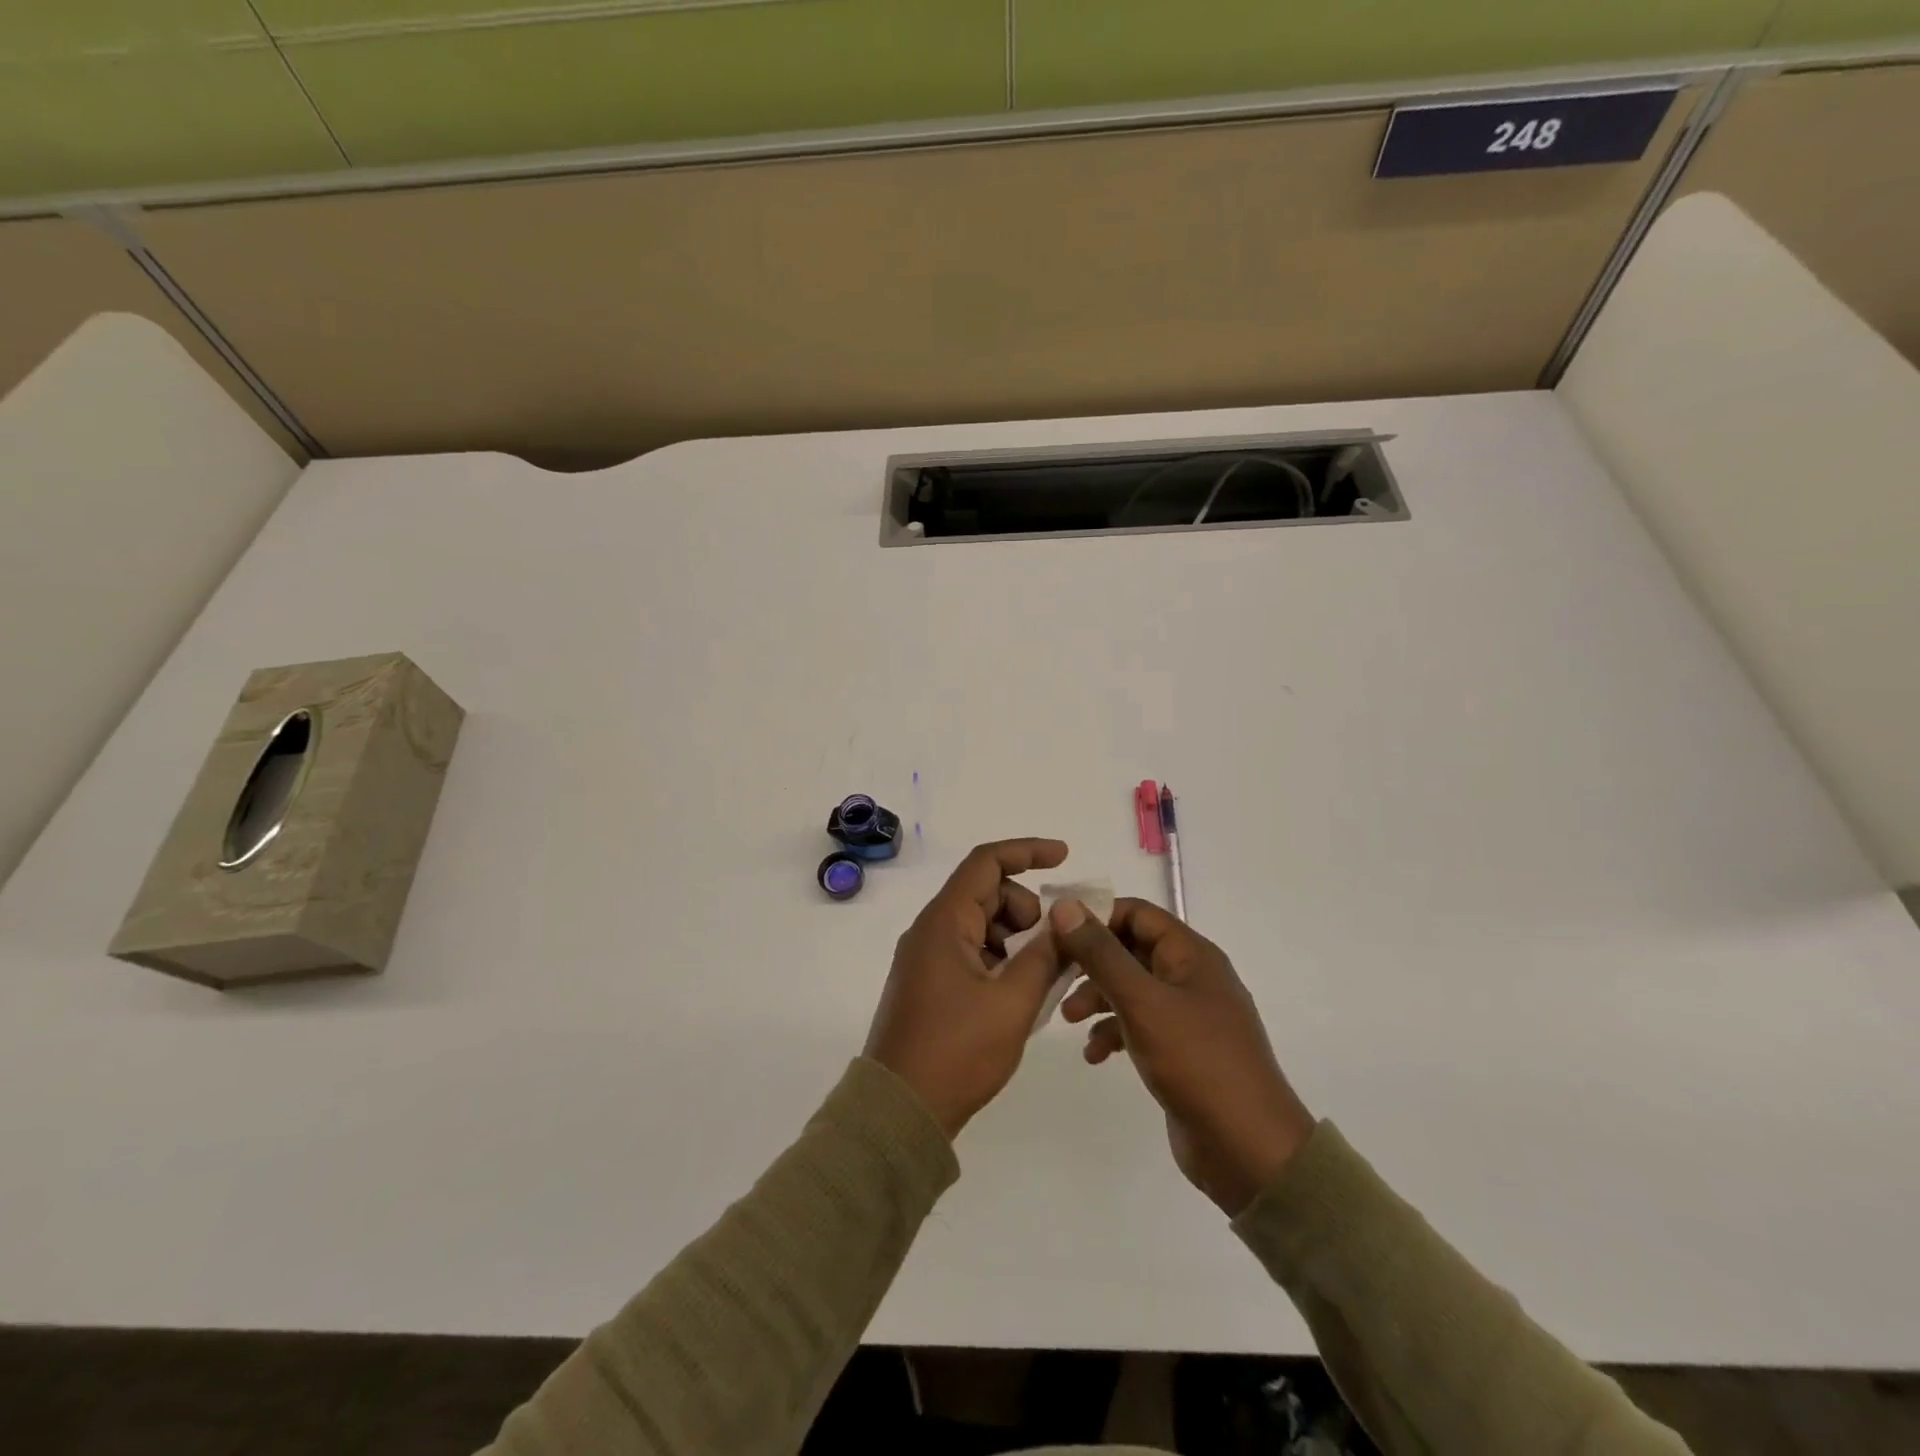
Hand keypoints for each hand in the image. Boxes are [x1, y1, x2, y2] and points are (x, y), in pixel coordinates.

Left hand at [864, 838, 1070, 1137]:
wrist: (900, 1111)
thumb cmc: (957, 1051)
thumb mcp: (1013, 1002)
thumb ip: (1045, 955)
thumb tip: (1067, 921)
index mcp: (944, 922)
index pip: (986, 863)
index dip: (1027, 852)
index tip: (1064, 857)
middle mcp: (931, 931)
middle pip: (986, 894)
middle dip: (1027, 911)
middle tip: (1054, 949)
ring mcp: (927, 959)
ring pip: (981, 926)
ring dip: (1016, 940)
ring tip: (1042, 980)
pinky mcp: (929, 984)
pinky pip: (971, 954)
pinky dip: (1000, 962)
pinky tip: (1021, 995)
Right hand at [1054, 898, 1314, 1215]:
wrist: (1248, 1150)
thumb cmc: (1196, 1062)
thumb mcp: (1142, 1002)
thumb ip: (1101, 954)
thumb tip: (1066, 907)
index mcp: (1191, 954)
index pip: (1136, 913)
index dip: (1096, 917)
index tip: (1055, 933)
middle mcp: (1191, 977)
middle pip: (1131, 950)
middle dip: (1091, 962)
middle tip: (1054, 977)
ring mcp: (1188, 1015)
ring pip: (1131, 989)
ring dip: (1097, 998)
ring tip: (1068, 1019)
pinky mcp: (1182, 1051)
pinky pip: (1139, 1026)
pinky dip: (1114, 1033)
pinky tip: (1094, 1055)